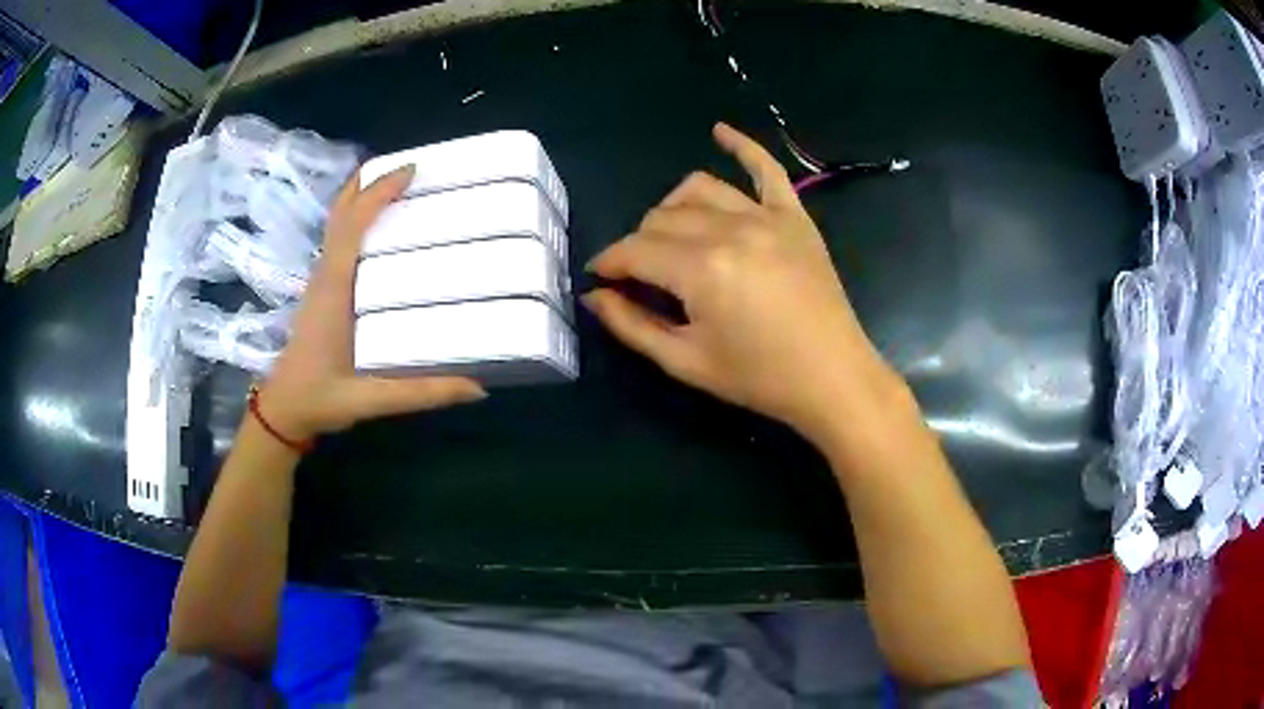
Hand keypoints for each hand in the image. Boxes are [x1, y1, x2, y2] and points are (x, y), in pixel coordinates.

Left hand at [259, 165, 485, 440]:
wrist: (283, 410)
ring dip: (362, 198)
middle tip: (406, 167)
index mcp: (333, 289)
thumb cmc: (320, 398)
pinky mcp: (322, 291)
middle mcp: (324, 275)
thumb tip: (477, 387)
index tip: (411, 170)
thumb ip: (421, 393)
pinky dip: (357, 219)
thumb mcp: (370, 399)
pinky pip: (339, 241)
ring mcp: (320, 281)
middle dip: (368, 182)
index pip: (353, 226)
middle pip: (340, 213)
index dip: (379, 193)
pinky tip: (379, 227)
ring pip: (338, 224)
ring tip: (398, 185)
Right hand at [584, 123, 899, 440]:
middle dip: (638, 244)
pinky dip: (742, 146)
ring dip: (671, 208)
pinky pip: (766, 168)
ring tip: (669, 236)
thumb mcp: (685, 362)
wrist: (833, 377)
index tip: (598, 279)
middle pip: (661, 218)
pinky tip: (719, 131)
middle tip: (640, 277)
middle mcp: (730, 230)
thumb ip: (632, 325)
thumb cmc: (759, 377)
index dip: (608, 263)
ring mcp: (766, 216)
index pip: (634, 251)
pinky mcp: (794, 216)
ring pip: (698, 189)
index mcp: (701, 270)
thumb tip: (593, 296)